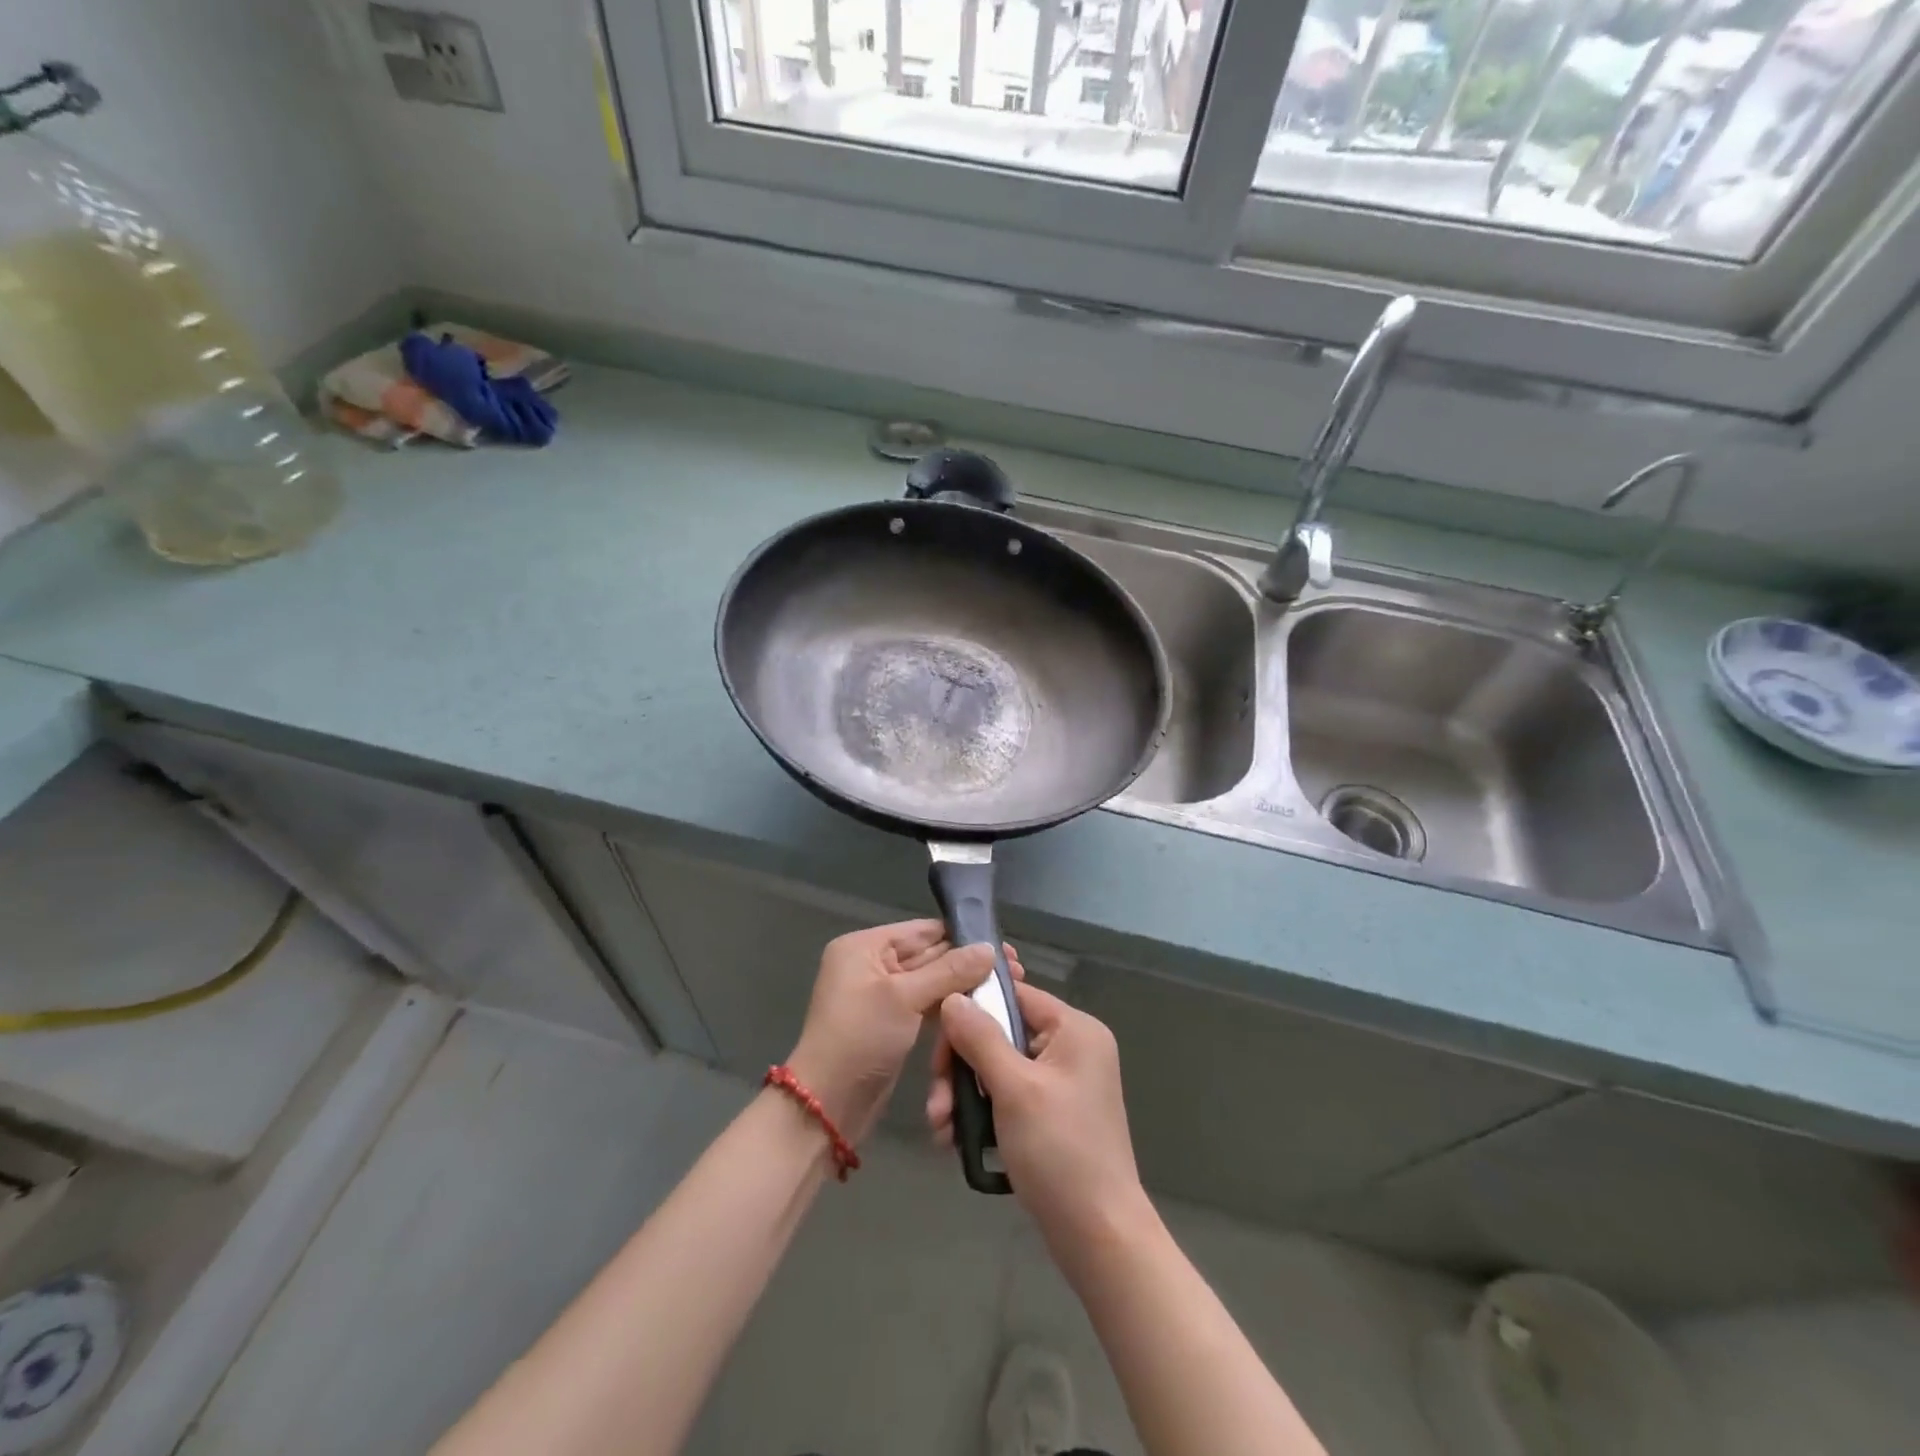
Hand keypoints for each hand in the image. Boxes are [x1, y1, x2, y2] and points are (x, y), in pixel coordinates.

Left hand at [786, 922, 1000, 1145]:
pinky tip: (982, 1007)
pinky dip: (950, 1006)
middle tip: (1015, 969)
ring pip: (931, 982)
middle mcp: (872, 964)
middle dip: (968, 963)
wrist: (828, 1105)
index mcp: (865, 946)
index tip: (1003, 947)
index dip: (963, 937)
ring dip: (963, 986)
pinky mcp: (892, 1022)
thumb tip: (990, 949)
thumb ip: (949, 970)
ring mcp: (882, 995)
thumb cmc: (860, 1038)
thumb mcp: (904, 998)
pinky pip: (926, 1005)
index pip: (922, 930)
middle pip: (929, 955)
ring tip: (1007, 987)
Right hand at [928, 980, 1146, 1247]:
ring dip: (964, 1095)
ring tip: (941, 1129)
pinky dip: (981, 1112)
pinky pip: (1008, 1095)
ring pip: (998, 1067)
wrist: (1099, 1237)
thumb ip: (980, 1037)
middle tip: (938, 1104)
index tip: (939, 1043)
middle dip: (961, 1067)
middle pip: (1000, 1033)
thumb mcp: (1014, 1088)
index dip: (972, 1012)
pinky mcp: (1052, 1113)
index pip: (1013, 995)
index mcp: (1074, 1029)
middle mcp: (1071, 1047)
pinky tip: (955, 1139)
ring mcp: (1062, 1082)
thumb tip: (953, 996)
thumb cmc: (1060, 1152)